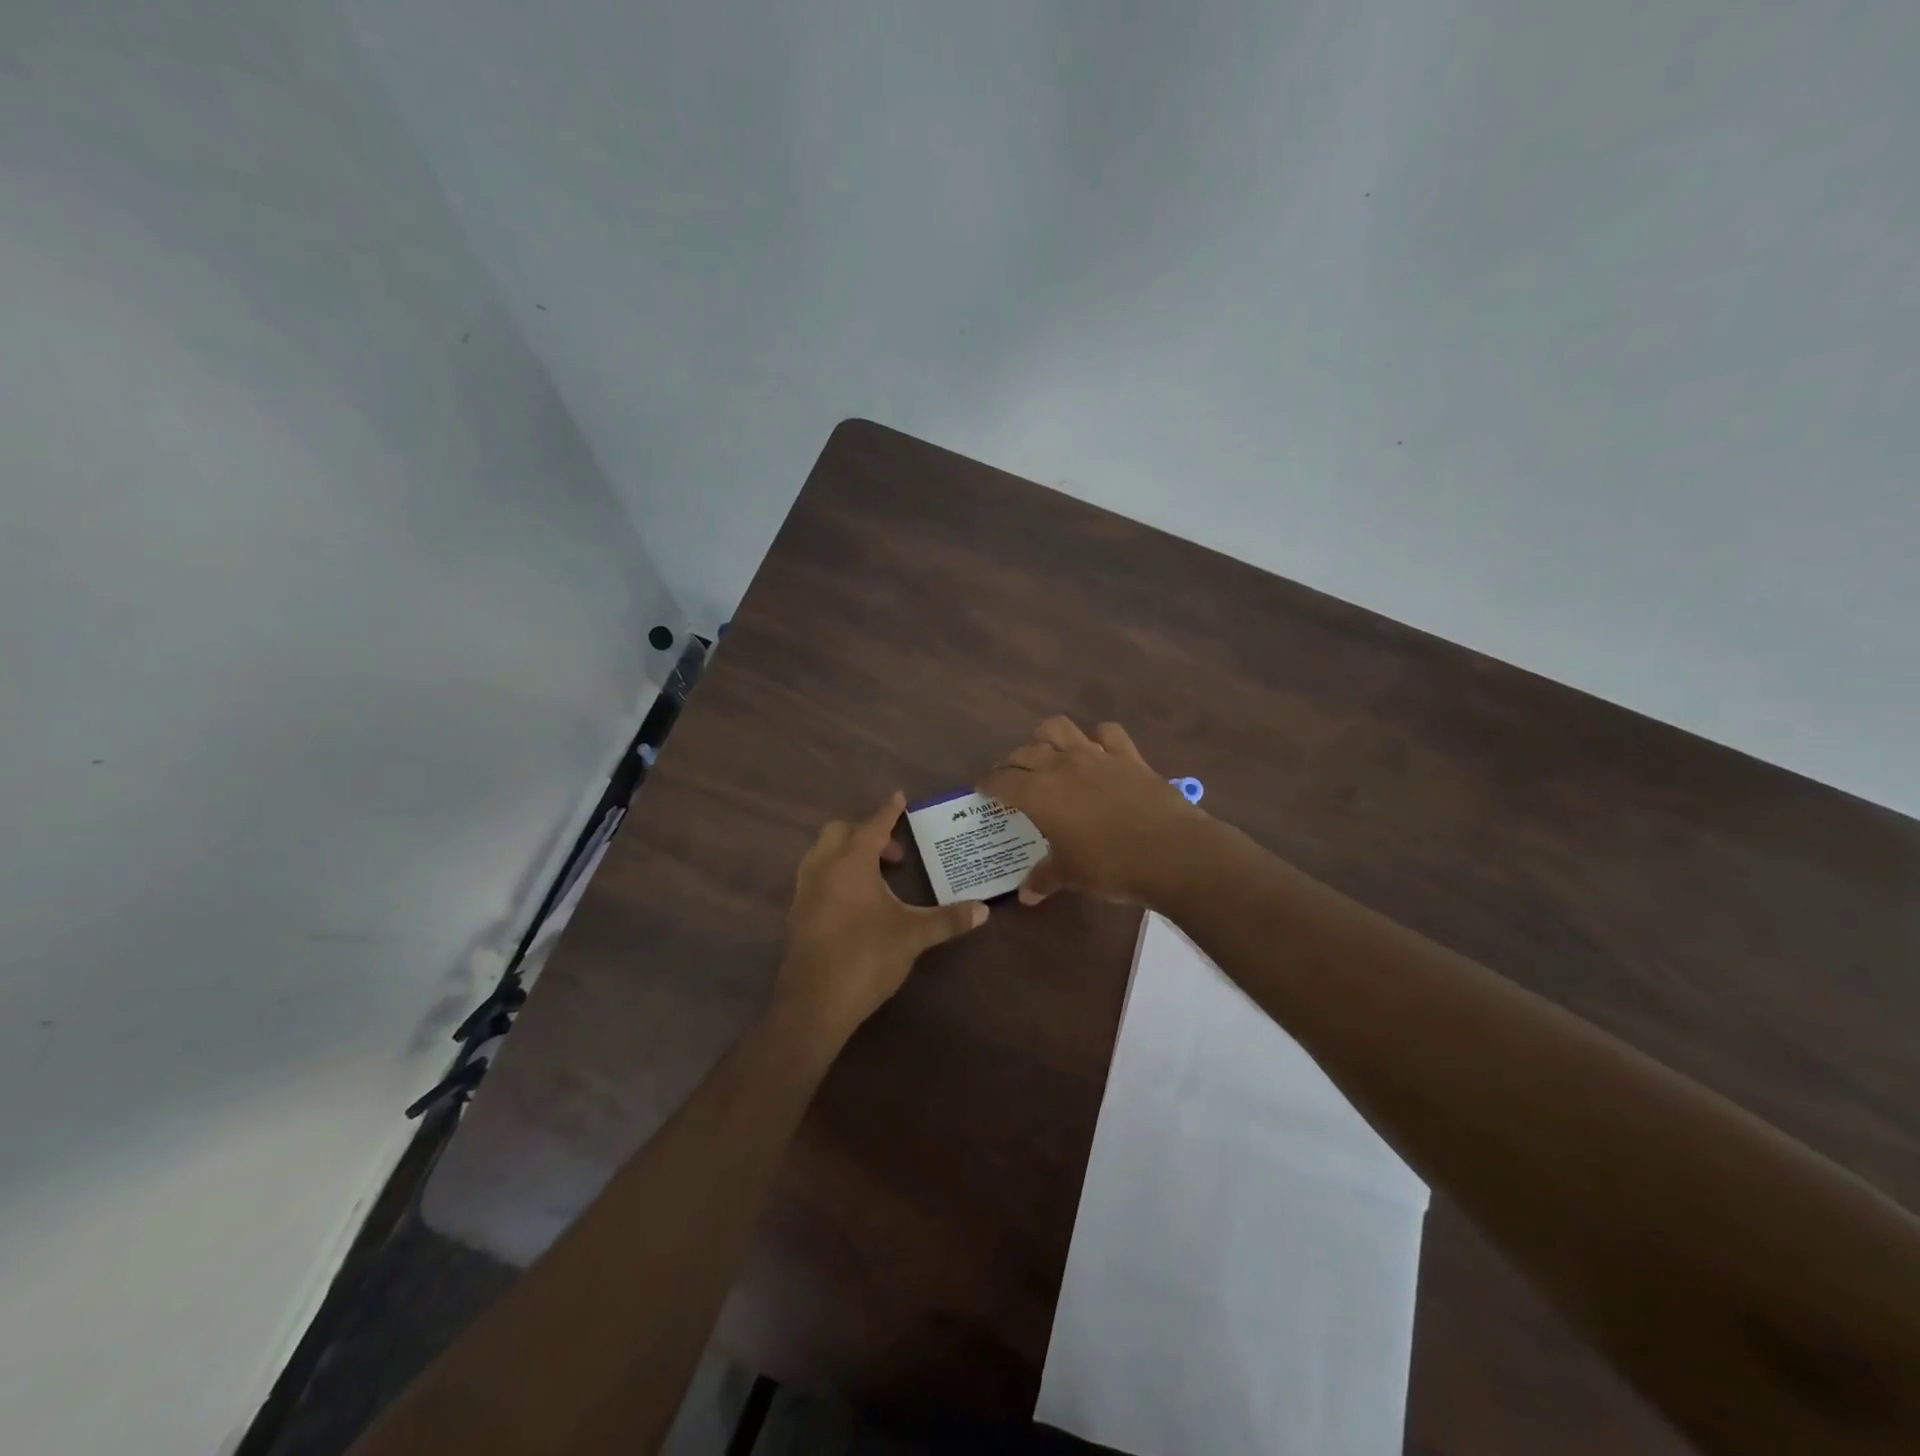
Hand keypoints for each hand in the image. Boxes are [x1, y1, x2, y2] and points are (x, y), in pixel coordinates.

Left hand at [778, 791, 989, 1039]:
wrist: (814, 1003)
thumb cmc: (866, 957)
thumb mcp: (913, 936)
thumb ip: (947, 919)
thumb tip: (984, 910)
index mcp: (851, 862)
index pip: (873, 825)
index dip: (888, 811)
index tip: (899, 797)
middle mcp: (823, 868)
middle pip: (840, 832)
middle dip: (866, 833)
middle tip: (895, 855)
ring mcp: (804, 892)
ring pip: (822, 854)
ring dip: (846, 854)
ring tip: (875, 877)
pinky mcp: (796, 915)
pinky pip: (815, 879)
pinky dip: (834, 876)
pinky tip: (854, 903)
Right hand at [979, 717, 1211, 905]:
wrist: (1171, 853)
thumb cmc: (1110, 866)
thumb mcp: (1071, 876)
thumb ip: (1044, 878)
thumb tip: (1025, 895)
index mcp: (1038, 793)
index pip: (1001, 780)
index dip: (988, 784)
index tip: (982, 790)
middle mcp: (1061, 766)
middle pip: (1025, 752)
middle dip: (1012, 763)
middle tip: (1013, 780)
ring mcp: (1096, 756)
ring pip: (1059, 728)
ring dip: (1046, 737)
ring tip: (1048, 755)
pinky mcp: (1128, 756)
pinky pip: (1108, 732)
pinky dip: (1098, 737)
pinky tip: (1098, 751)